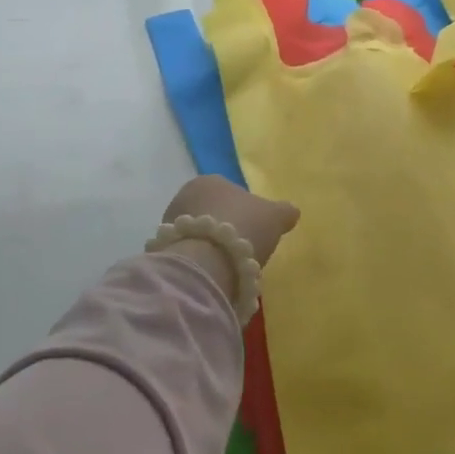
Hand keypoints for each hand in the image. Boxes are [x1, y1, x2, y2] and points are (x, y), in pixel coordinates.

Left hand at [158, 177, 300, 303]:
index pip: (230, 193)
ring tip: (228, 265)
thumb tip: (291, 211)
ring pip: (197, 233)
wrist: (209, 261)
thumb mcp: (275, 216)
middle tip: (241, 249)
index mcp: (210, 180)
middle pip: (211, 212)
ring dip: (210, 245)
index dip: (244, 212)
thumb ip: (284, 211)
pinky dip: (199, 260)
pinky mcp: (163, 249)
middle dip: (224, 228)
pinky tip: (213, 273)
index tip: (253, 230)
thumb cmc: (244, 227)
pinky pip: (187, 252)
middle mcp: (185, 195)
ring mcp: (170, 222)